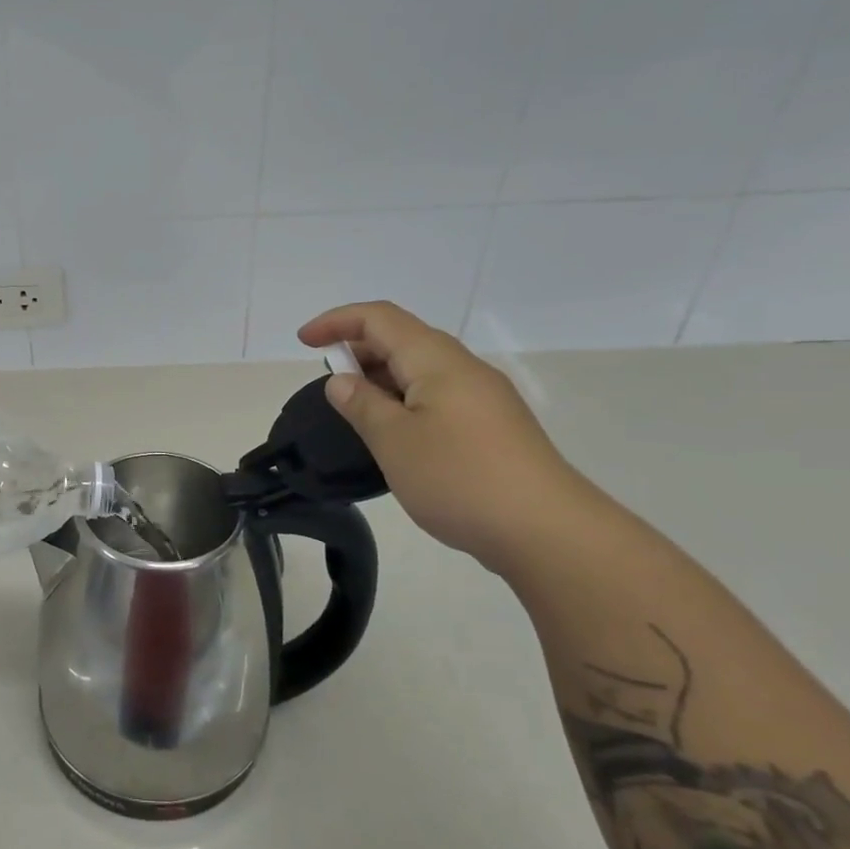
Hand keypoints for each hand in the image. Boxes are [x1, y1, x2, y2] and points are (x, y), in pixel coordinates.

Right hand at [298, 302, 594, 573]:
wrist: (545, 530)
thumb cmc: (459, 478)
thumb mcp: (394, 441)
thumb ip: (362, 405)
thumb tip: (342, 380)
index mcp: (437, 361)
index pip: (380, 318)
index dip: (337, 321)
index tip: (304, 342)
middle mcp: (463, 368)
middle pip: (403, 339)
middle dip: (358, 349)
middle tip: (327, 382)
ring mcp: (483, 398)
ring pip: (421, 370)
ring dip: (381, 377)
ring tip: (354, 409)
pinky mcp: (491, 427)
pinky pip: (437, 396)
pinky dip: (403, 400)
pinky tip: (393, 433)